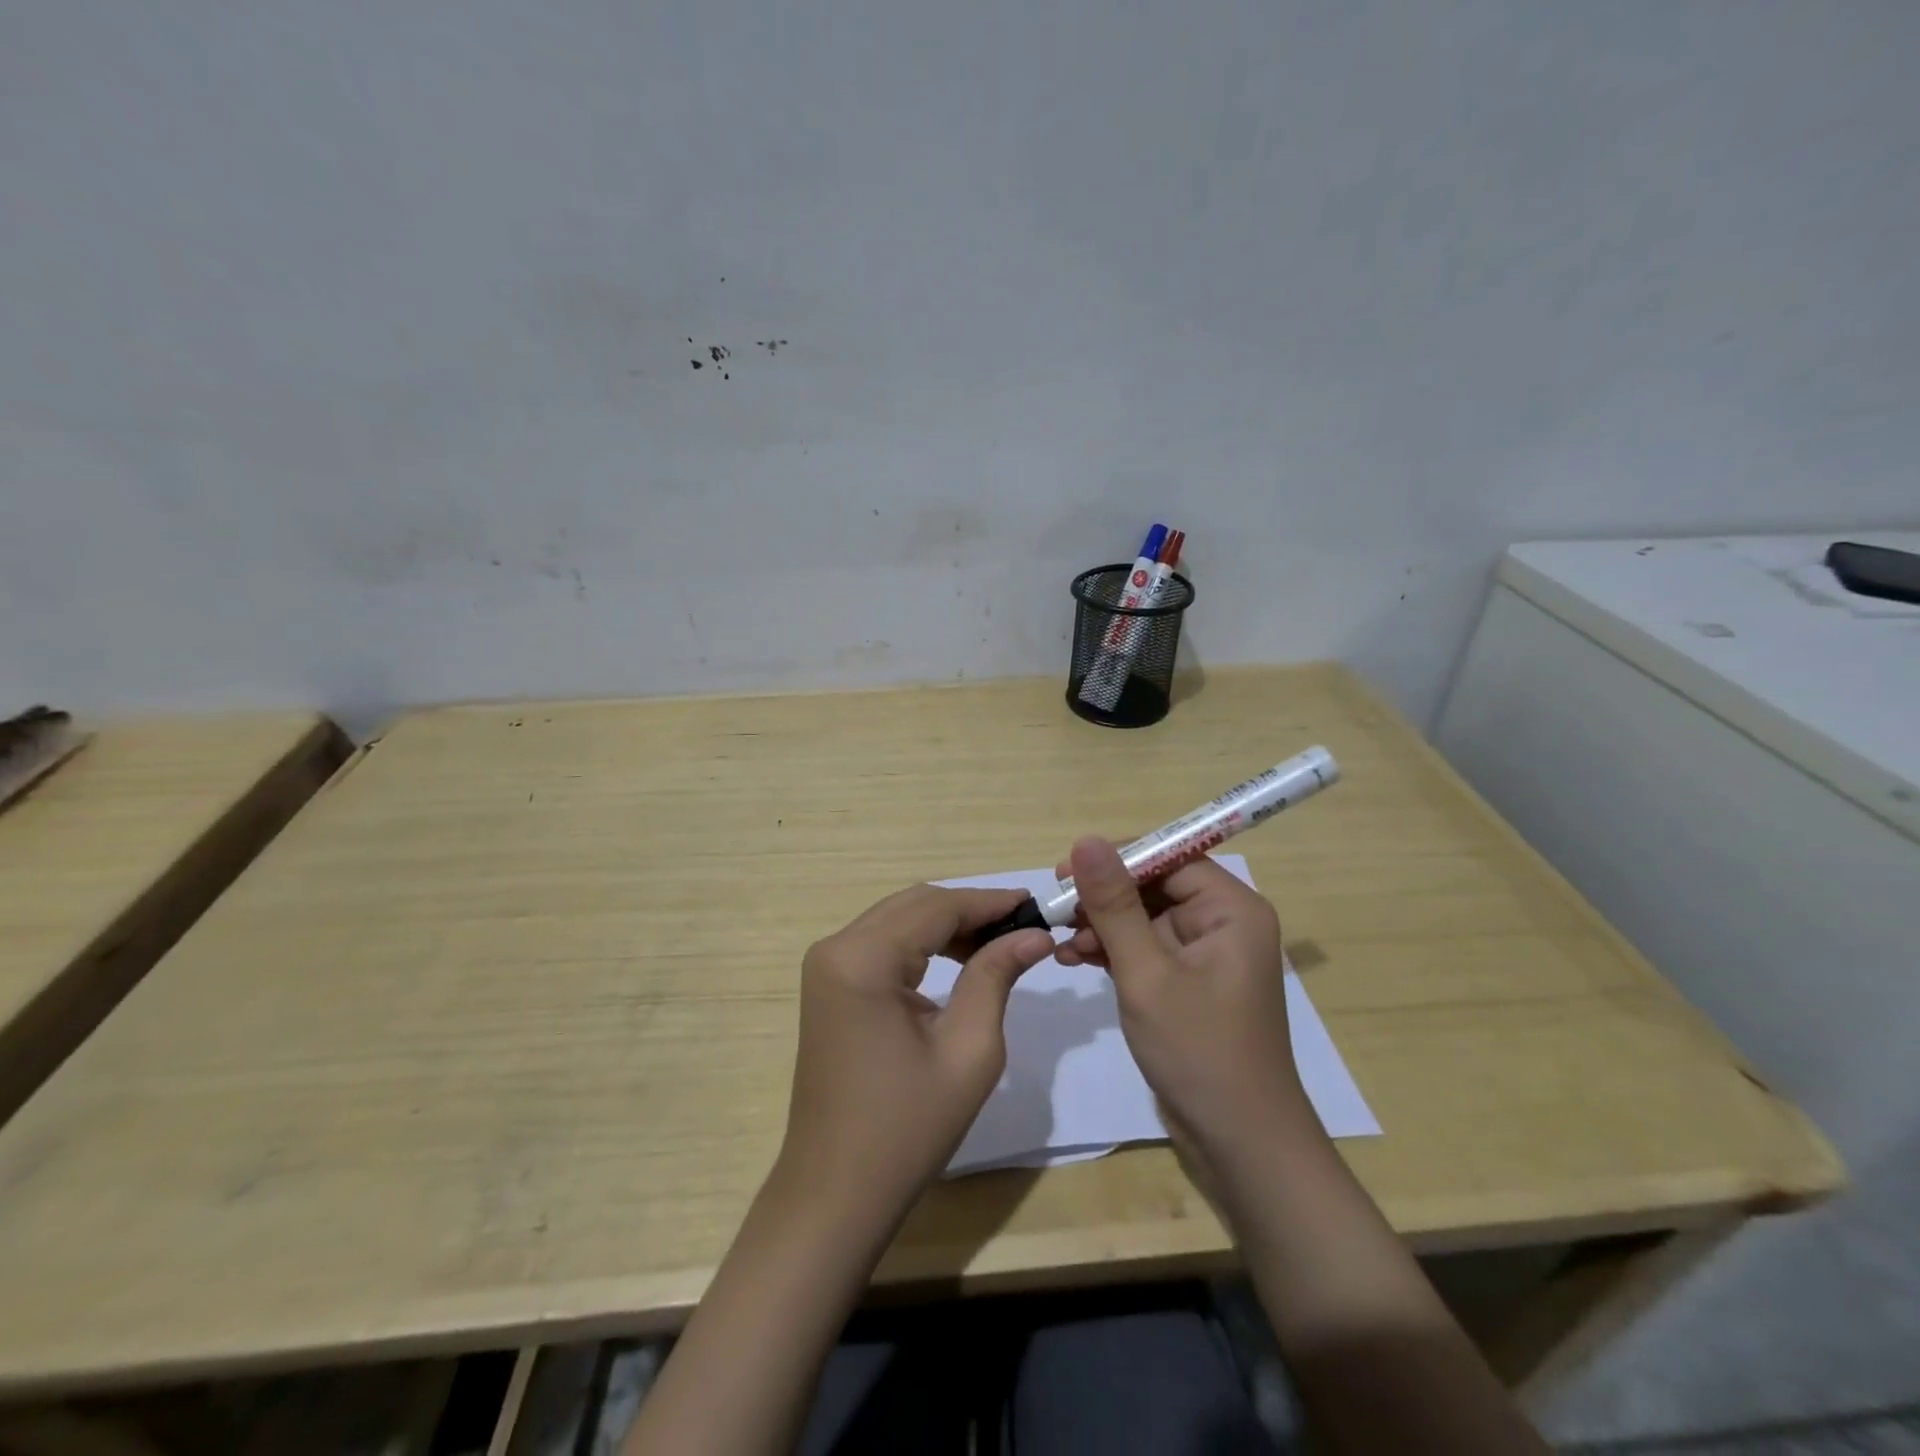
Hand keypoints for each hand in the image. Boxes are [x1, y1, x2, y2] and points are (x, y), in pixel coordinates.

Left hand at [776, 885, 1055, 1226]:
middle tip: (1024, 924)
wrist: (837, 1192)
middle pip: (914, 904)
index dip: (989, 901)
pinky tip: (959, 958)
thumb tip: (1034, 934)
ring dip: (948, 924)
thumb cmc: (907, 1128)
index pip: (936, 907)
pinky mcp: (830, 984)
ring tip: (1000, 941)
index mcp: (863, 959)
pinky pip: (883, 943)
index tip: (1036, 904)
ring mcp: (827, 966)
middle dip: (970, 909)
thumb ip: (996, 976)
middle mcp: (836, 948)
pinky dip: (923, 943)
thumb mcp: (969, 1050)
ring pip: (899, 919)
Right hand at [1055, 838, 1315, 1161]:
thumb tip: (1086, 841)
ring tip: (1061, 942)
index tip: (1065, 872)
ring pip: (1144, 917)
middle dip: (1104, 897)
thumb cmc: (1199, 1050)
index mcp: (1231, 909)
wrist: (1239, 1142)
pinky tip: (1074, 959)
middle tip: (1056, 909)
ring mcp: (1206, 953)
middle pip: (1154, 885)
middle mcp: (1223, 922)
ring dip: (1102, 925)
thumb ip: (1114, 905)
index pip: (1169, 857)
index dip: (1116, 859)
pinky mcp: (1189, 981)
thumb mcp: (1146, 972)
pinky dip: (1112, 950)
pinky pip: (1146, 947)